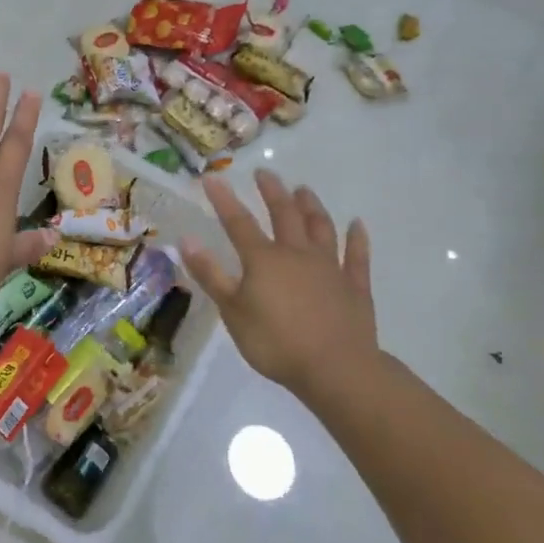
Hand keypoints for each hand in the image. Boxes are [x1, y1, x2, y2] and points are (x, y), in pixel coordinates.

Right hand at [180, 171, 378, 394]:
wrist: (336, 369)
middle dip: (273, 192)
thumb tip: (185, 240)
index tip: (212, 178)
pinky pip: (357, 257)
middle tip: (265, 173)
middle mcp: (297, 254)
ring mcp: (330, 268)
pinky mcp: (355, 287)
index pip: (238, 222)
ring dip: (311, 206)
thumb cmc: (276, 342)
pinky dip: (357, 239)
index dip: (224, 199)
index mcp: (264, 259)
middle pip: (285, 215)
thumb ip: (210, 274)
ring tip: (304, 190)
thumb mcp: (232, 310)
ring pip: (321, 228)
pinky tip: (357, 224)